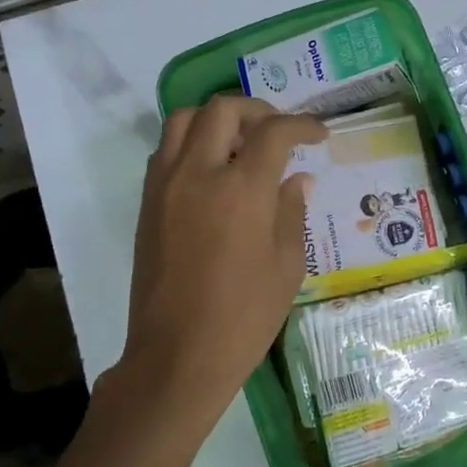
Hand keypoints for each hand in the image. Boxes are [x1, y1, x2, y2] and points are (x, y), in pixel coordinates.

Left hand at [112, 96, 326, 438]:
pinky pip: (166, 150)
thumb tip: (297, 178)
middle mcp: (198, 174)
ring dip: (217, 119)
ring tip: (241, 143)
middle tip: (279, 132)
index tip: (319, 134)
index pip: (274, 132)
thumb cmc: (244, 316)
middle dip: (258, 110)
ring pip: (184, 120)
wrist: (177, 356)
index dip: (302, 125)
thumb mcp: (286, 265)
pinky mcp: (147, 203)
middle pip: (222, 110)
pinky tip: (213, 171)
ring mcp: (165, 186)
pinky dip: (191, 142)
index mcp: (241, 189)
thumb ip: (291, 211)